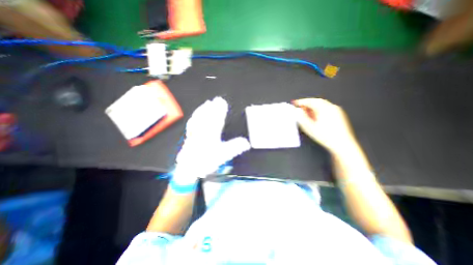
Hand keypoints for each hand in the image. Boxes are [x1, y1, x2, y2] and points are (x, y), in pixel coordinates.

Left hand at [173, 96, 250, 186]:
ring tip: (207, 103)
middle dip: (213, 107)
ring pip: (199, 118)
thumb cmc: (206, 162)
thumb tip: (246, 143)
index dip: (221, 110)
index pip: (217, 119)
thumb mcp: (223, 156)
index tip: (223, 102)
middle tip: (217, 99)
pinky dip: (195, 116)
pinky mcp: (190, 135)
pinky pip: (192, 123)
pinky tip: (195, 114)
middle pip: (208, 116)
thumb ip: (235, 148)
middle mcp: (203, 131)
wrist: (189, 168)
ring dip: (204, 109)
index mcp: (212, 135)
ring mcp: (195, 132)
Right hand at [292, 98, 358, 154]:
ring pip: (322, 105)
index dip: (301, 102)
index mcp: (325, 109)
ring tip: (306, 113)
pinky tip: (315, 117)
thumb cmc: (326, 136)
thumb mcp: (310, 127)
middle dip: (307, 103)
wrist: (342, 144)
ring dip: (312, 107)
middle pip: (317, 101)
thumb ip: (301, 118)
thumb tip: (296, 111)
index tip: (295, 103)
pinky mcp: (339, 115)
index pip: (311, 101)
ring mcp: (337, 111)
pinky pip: (326, 108)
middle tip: (300, 108)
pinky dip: (318, 110)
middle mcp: (332, 107)